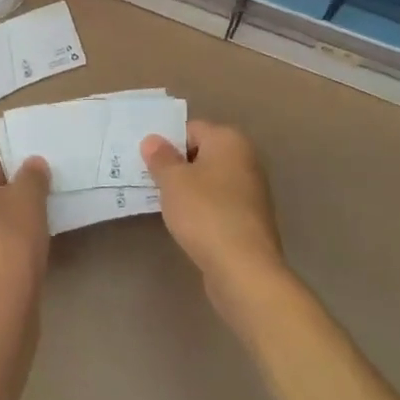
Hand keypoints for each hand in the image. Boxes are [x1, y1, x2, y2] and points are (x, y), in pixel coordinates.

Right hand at [142, 121, 290, 327]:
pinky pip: (218, 204)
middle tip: (150, 180)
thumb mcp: (173, 181)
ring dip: (188, 189)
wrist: (244, 270)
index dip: (167, 143)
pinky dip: (202, 209)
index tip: (147, 162)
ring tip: (163, 204)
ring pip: (210, 181)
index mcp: (229, 140)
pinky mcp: (250, 220)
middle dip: (177, 166)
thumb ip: (160, 157)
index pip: (191, 129)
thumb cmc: (205, 213)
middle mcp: (246, 159)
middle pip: (202, 154)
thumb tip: (152, 140)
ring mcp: (252, 191)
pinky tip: (186, 224)